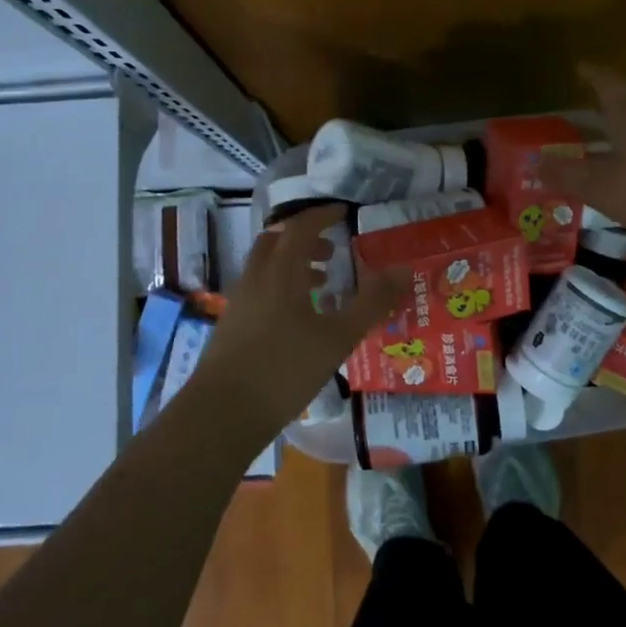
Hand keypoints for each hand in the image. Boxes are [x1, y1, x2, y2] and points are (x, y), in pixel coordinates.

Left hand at [191, 204, 407, 428]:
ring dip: (293, 263)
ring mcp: (240, 301)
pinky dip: (281, 286)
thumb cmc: (284, 370)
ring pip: (265, 266)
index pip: (301, 226)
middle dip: (305, 238)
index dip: (323, 215)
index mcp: (280, 271)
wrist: (222, 413)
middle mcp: (256, 278)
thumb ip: (371, 303)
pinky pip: (259, 289)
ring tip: (323, 283)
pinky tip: (299, 318)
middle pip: (277, 240)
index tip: (344, 213)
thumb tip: (403, 270)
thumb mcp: (338, 338)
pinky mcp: (232, 325)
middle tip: (333, 250)